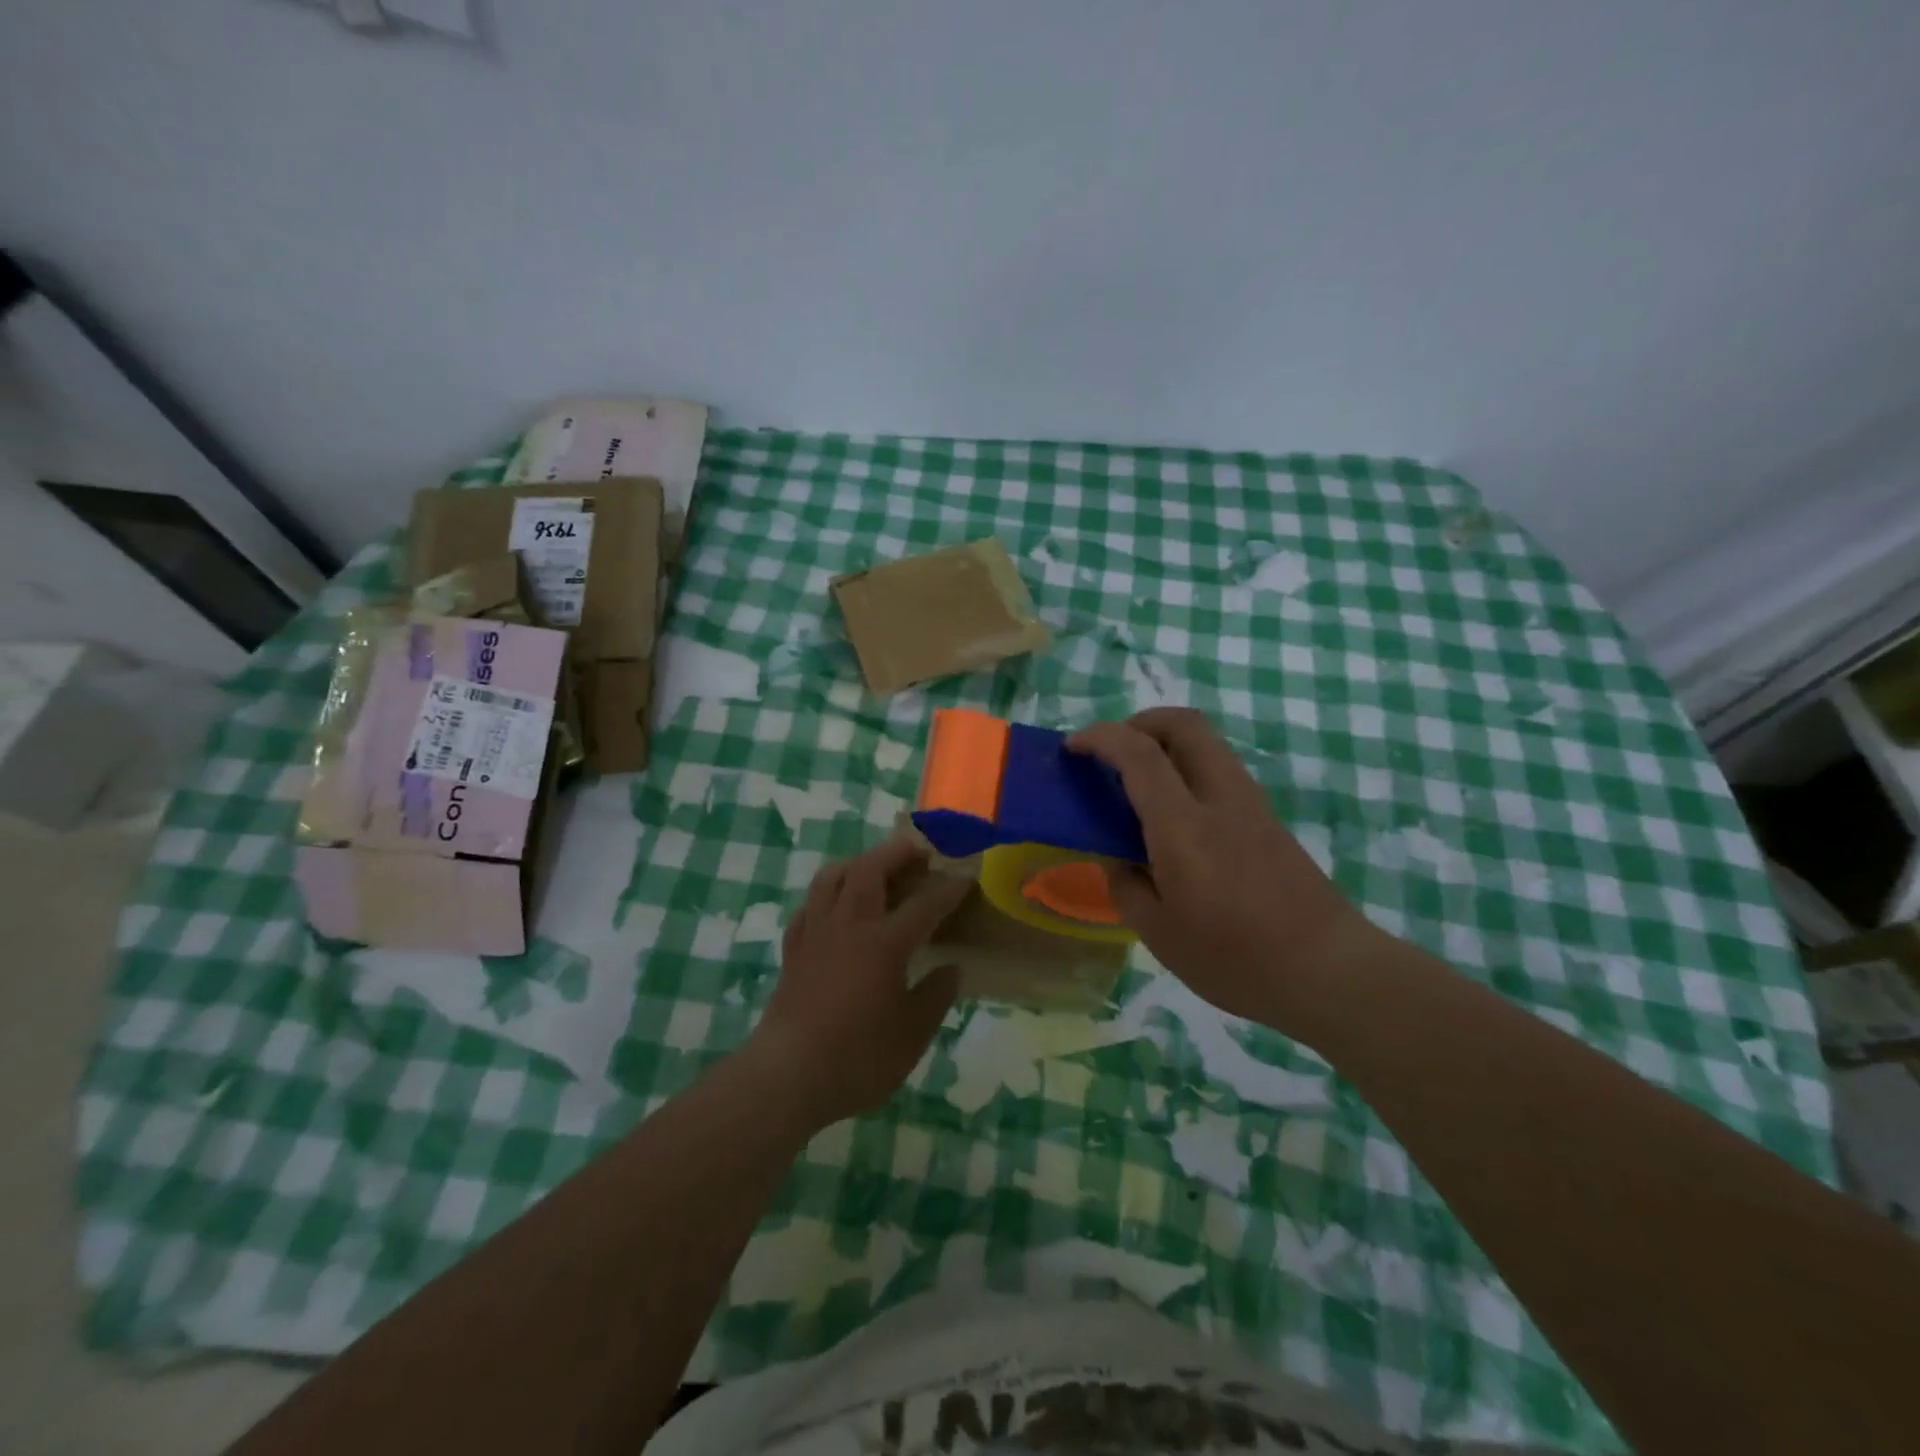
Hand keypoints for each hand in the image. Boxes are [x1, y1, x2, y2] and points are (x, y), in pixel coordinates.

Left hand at [744, 838, 971, 1129]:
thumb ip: (935, 997)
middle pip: (870, 870)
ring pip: (832, 877)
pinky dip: (825, 896)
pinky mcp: (793, 950)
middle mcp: (849, 926)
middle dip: (896, 853)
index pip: (924, 905)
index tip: (966, 876)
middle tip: (918, 851)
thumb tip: (951, 970)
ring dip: (857, 864)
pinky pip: (808, 906)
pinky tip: (834, 909)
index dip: (948, 889)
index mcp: (884, 943)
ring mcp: (816, 934)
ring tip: (874, 869)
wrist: (786, 1077)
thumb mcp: (911, 1036)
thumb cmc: (857, 1058)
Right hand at [1070, 708, 1374, 1030]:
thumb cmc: (1236, 959)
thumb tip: (1117, 859)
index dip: (1099, 738)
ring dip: (1165, 744)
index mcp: (1183, 826)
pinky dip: (1187, 768)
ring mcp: (1250, 804)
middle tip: (1112, 753)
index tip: (1072, 749)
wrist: (1330, 971)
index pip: (1138, 753)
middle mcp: (1219, 798)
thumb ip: (1126, 886)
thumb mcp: (1159, 933)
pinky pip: (1219, 770)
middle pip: (1183, 724)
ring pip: (1205, 743)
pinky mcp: (1268, 819)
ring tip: (1138, 783)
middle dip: (1139, 722)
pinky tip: (1174, 815)